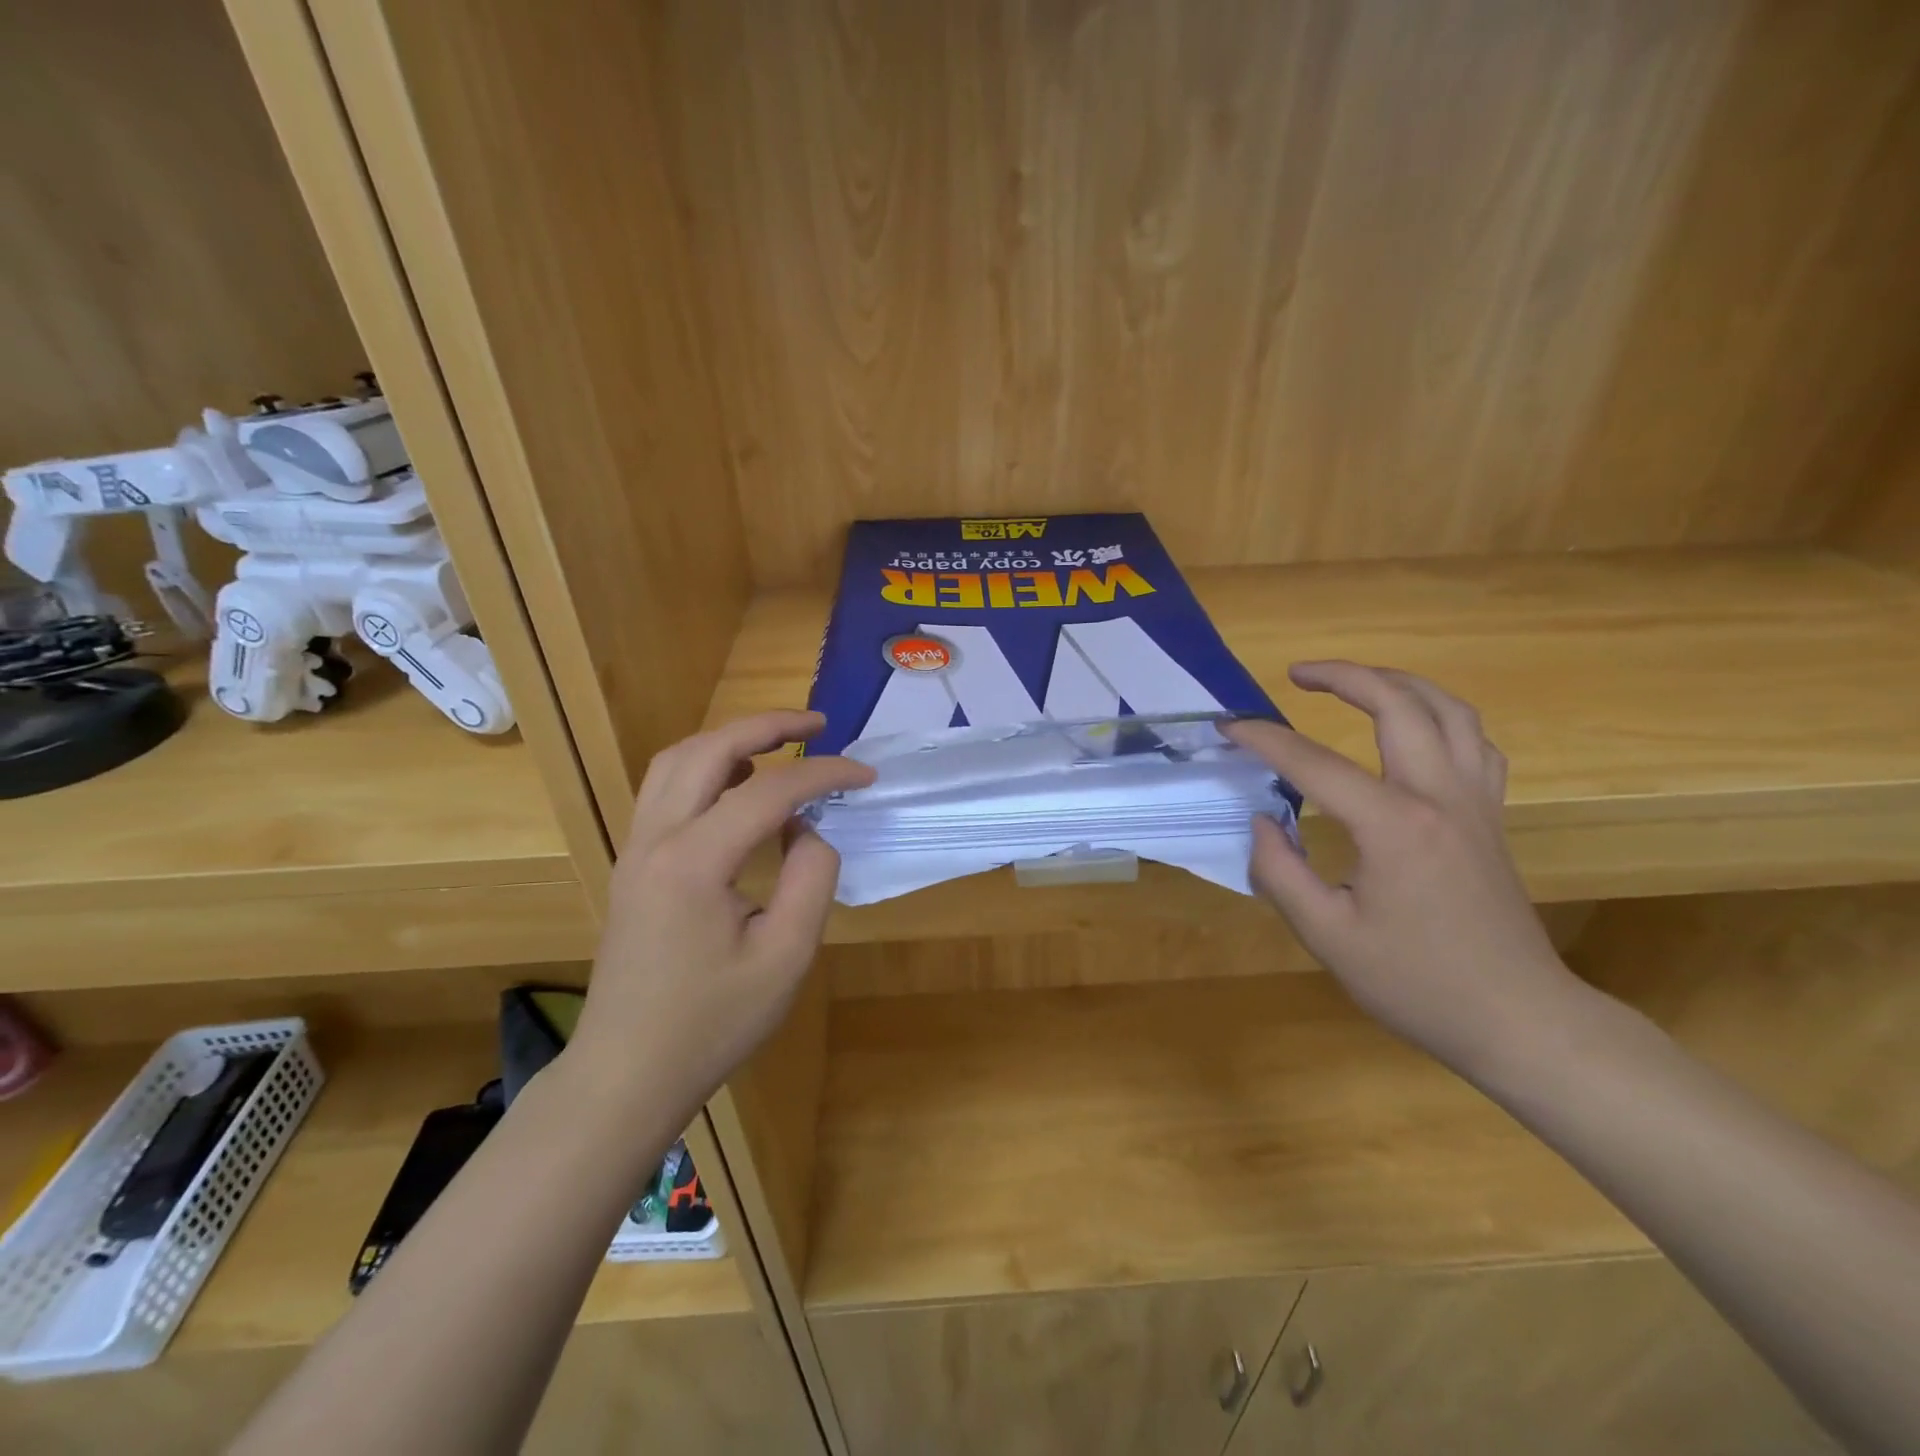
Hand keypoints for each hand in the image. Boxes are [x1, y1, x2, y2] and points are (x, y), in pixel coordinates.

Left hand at [568, 711, 873, 1108]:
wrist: (627, 1072)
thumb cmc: (713, 1023)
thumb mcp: (787, 956)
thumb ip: (811, 878)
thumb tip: (809, 828)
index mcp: (694, 862)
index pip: (769, 791)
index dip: (824, 773)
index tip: (866, 775)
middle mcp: (655, 839)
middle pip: (708, 750)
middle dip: (767, 726)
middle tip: (818, 726)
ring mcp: (635, 848)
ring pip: (676, 761)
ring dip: (729, 740)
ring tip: (779, 746)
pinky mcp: (633, 863)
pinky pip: (665, 789)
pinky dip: (705, 767)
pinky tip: (738, 787)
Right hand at [1226, 662, 1585, 1076]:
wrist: (1519, 1021)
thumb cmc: (1417, 984)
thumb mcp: (1328, 937)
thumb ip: (1280, 872)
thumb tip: (1262, 821)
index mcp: (1393, 826)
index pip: (1313, 763)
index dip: (1264, 739)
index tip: (1228, 727)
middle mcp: (1440, 797)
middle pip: (1398, 705)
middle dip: (1344, 676)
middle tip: (1297, 673)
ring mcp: (1475, 803)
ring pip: (1449, 711)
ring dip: (1399, 683)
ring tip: (1356, 682)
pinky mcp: (1491, 817)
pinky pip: (1475, 743)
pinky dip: (1441, 717)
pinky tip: (1415, 728)